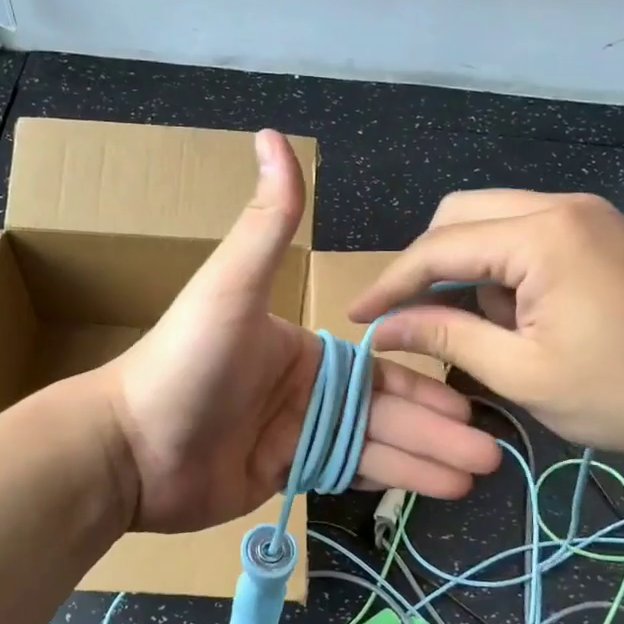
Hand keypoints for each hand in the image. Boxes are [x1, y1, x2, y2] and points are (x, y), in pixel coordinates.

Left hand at [103, 132, 501, 533]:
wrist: (130, 449)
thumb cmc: (185, 363)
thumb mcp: (231, 287)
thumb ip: (266, 222)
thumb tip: (273, 134)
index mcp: (303, 348)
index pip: (379, 366)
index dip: (426, 385)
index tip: (472, 401)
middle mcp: (306, 389)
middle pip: (386, 409)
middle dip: (440, 430)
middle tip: (493, 451)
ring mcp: (295, 435)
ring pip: (375, 445)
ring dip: (427, 459)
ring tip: (479, 473)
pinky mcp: (283, 475)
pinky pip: (348, 474)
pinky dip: (390, 481)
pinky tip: (433, 489)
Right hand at [349, 190, 623, 463]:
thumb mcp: (522, 373)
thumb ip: (447, 337)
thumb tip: (384, 328)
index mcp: (542, 235)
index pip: (439, 247)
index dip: (391, 283)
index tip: (357, 315)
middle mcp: (563, 206)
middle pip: (462, 215)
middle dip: (429, 265)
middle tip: (415, 317)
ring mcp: (591, 214)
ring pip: (496, 220)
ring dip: (471, 267)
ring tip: (487, 327)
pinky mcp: (607, 232)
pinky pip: (532, 232)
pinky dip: (506, 266)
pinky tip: (522, 314)